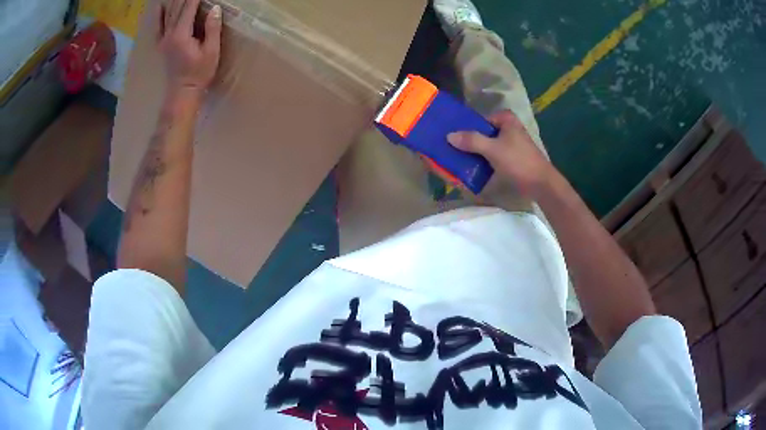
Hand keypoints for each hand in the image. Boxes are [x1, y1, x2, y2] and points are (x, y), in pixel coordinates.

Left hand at [159, 0, 221, 95]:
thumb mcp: (211, 51)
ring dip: (175, 1)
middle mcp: (169, 34)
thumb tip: (215, 8)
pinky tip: (161, 6)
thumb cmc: (199, 74)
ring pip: (168, 14)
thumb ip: (212, 28)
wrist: (182, 93)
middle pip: (177, 8)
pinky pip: (158, 26)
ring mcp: (163, 39)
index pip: (189, 7)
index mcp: (181, 35)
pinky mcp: (162, 44)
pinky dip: (160, 14)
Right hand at [447, 110, 555, 196]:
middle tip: (452, 150)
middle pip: (483, 132)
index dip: (466, 128)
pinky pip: (493, 155)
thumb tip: (449, 135)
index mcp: (506, 119)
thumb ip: (471, 140)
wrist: (541, 184)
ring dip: (475, 152)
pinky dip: (484, 160)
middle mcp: (509, 128)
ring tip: (458, 160)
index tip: (452, 138)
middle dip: (469, 141)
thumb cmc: (518, 161)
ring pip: (487, 145)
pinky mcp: (512, 157)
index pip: (479, 120)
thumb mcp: (493, 149)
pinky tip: (473, 168)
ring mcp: (511, 143)